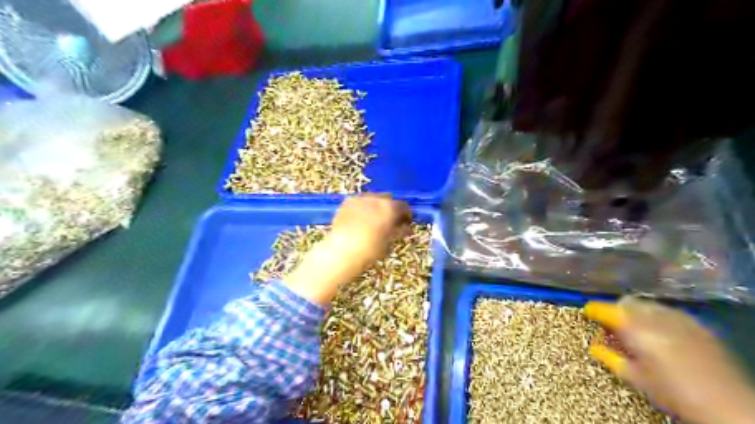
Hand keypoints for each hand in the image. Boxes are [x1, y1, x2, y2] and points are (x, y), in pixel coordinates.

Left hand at [285, 193, 412, 306]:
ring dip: (377, 207)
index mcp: (390, 208)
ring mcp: (360, 198)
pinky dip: (364, 208)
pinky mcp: (347, 202)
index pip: (404, 206)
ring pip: (374, 199)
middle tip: (390, 222)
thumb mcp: (389, 242)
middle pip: (388, 200)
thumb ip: (399, 231)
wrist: (341, 251)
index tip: (406, 223)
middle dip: (391, 209)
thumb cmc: (369, 250)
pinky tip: (361, 220)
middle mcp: (376, 198)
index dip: (406, 215)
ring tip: (374, 221)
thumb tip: (407, 228)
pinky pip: (360, 202)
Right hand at [586, 296, 753, 423]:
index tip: (586, 313)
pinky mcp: (696, 323)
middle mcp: (655, 316)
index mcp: (635, 328)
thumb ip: (610, 357)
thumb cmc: (672, 392)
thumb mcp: (635, 378)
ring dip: (636, 311)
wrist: (729, 405)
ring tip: (635, 329)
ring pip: (647, 304)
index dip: (593, 310)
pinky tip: (660, 332)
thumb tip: (592, 345)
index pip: (606, 310)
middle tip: (612, 326)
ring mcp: (678, 317)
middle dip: (616, 310)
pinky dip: (657, 316)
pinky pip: (667, 310)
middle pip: (627, 302)